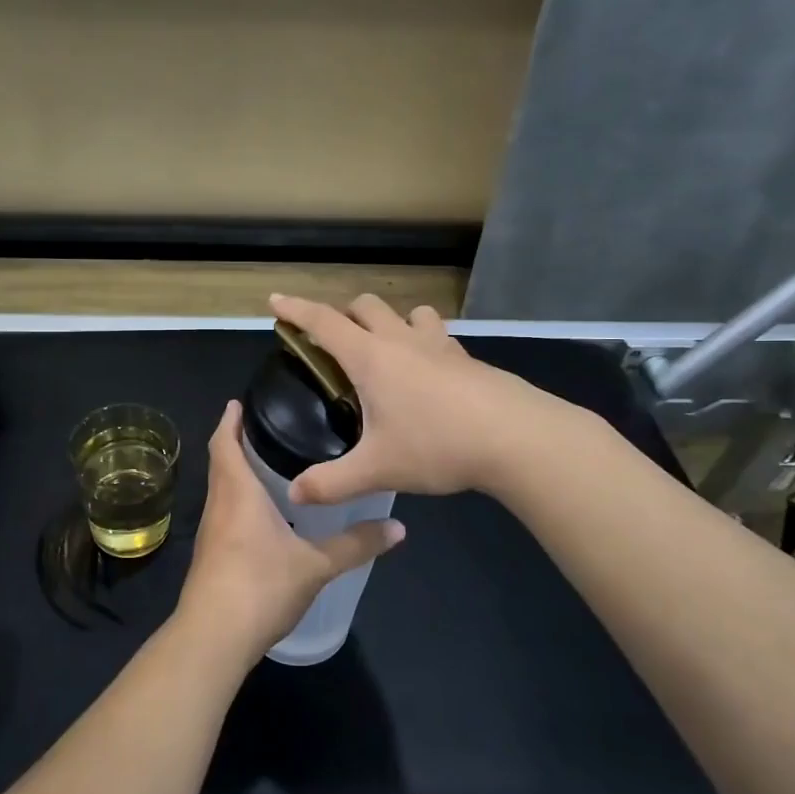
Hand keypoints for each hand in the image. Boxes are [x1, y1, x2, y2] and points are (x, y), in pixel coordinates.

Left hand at [177, 400, 403, 660]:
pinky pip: (224, 513)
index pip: (225, 443)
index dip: (230, 421)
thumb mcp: (316, 565)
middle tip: (268, 426)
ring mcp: (210, 532)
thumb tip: (398, 527)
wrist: (213, 637)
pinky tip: (263, 513)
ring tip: (269, 462)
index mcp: (237, 493)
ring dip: (237, 472)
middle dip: (237, 442)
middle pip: (221, 463)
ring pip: (221, 489)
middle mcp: (218, 505)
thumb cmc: (261, 586)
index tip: (239, 401)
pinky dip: (238, 500)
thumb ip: (356, 544)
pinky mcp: (211, 555)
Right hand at [269, 293, 572, 505]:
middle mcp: (402, 341)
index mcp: (371, 358)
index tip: (275, 300)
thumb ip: (331, 482)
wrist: (519, 439)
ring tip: (384, 350)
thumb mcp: (377, 469)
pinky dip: (422, 341)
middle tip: (332, 343)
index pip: (323, 322)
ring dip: (389, 321)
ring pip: (408, 312)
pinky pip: (437, 335)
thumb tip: (294, 493)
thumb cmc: (438, 445)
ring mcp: (440, 345)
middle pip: (365, 306)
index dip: (295, 309)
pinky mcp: (468, 359)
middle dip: (342, 314)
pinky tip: (427, 373)